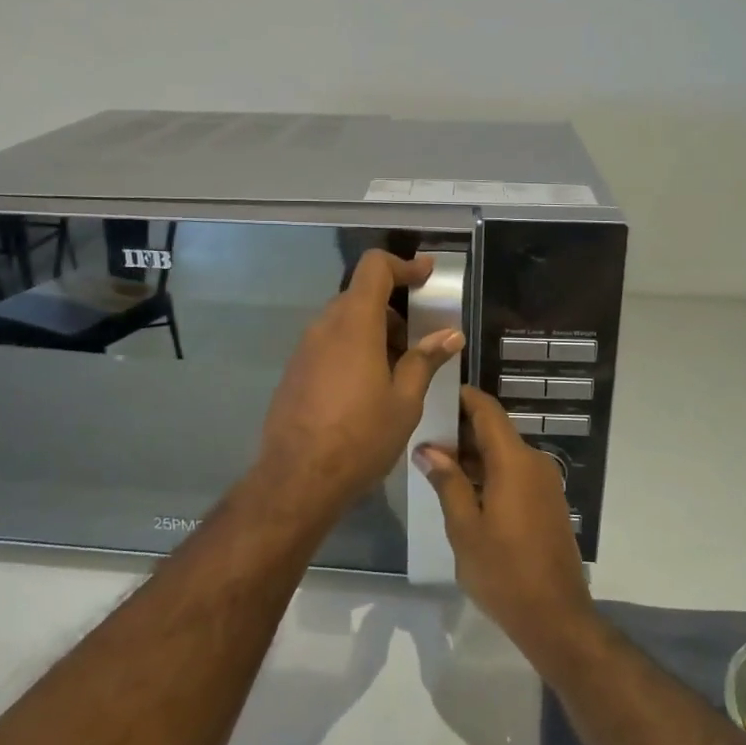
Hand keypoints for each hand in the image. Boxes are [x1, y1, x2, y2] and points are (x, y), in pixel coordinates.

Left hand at [258, 250, 464, 518]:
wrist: (297, 479)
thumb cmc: (360, 437)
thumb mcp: (405, 401)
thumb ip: (425, 360)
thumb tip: (450, 334)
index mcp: (355, 325)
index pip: (374, 268)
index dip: (403, 265)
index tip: (426, 275)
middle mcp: (325, 327)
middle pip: (360, 295)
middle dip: (393, 308)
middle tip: (419, 340)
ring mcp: (305, 349)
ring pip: (344, 321)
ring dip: (374, 331)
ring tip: (398, 370)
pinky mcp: (295, 371)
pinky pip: (329, 344)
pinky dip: (354, 348)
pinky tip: (368, 387)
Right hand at [416, 386, 594, 651]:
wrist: (556, 616)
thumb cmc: (504, 572)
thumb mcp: (465, 528)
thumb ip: (447, 483)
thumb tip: (428, 449)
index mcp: (514, 462)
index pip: (487, 411)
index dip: (463, 397)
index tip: (435, 393)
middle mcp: (534, 463)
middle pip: (495, 431)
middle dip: (460, 430)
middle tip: (422, 436)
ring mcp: (545, 483)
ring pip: (504, 454)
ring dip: (473, 455)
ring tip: (434, 465)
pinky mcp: (548, 502)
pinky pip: (515, 473)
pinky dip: (489, 473)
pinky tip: (462, 489)